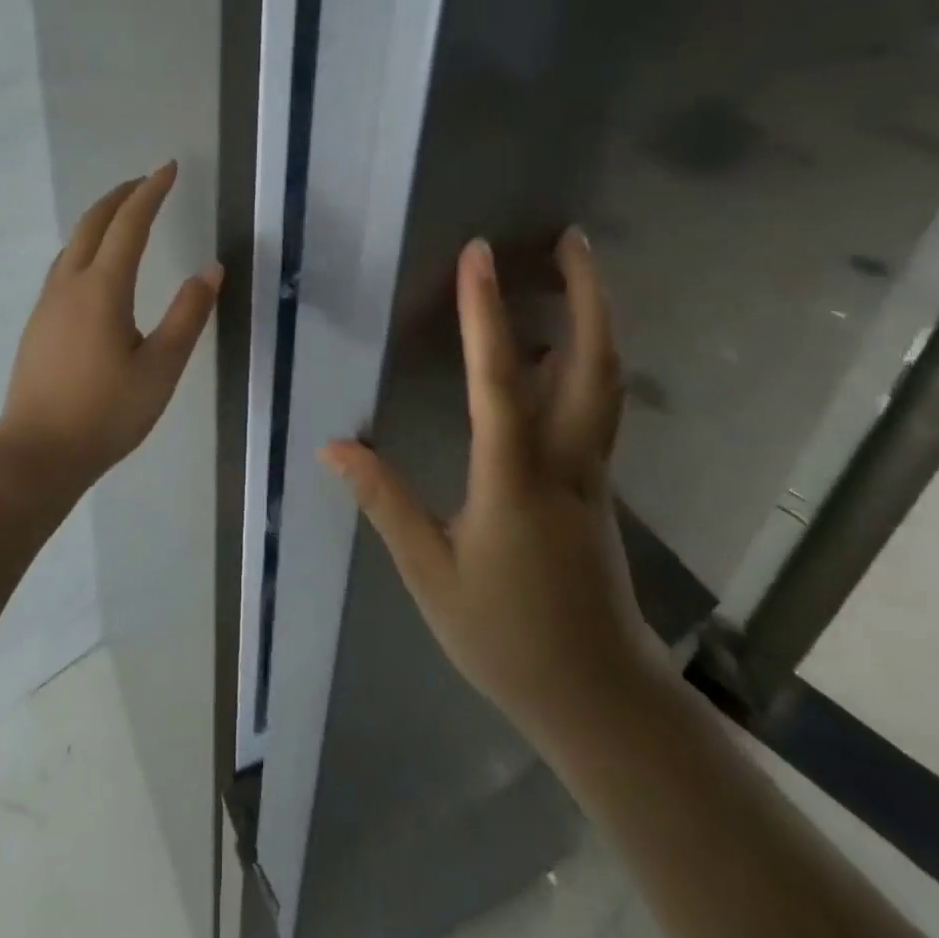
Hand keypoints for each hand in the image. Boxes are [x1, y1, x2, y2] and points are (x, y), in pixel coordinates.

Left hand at [0, 163, 221, 490]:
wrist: (36, 455)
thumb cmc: (106, 413)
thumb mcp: (161, 368)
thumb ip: (188, 315)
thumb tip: (211, 269)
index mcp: (102, 288)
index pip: (130, 224)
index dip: (151, 192)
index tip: (169, 168)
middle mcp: (70, 284)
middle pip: (93, 223)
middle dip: (121, 196)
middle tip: (147, 181)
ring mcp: (48, 303)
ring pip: (73, 242)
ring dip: (100, 218)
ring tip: (125, 214)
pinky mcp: (38, 322)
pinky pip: (64, 264)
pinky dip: (86, 244)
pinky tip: (96, 265)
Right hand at [321, 231, 661, 750]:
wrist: (599, 698)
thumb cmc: (506, 636)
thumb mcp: (431, 574)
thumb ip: (385, 503)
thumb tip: (333, 446)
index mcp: (514, 479)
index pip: (498, 379)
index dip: (485, 310)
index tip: (478, 253)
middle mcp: (565, 461)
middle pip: (593, 364)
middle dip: (587, 294)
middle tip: (573, 239)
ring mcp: (591, 471)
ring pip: (604, 381)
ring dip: (594, 318)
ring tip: (573, 273)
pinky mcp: (597, 484)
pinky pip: (595, 405)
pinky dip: (584, 360)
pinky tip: (559, 350)